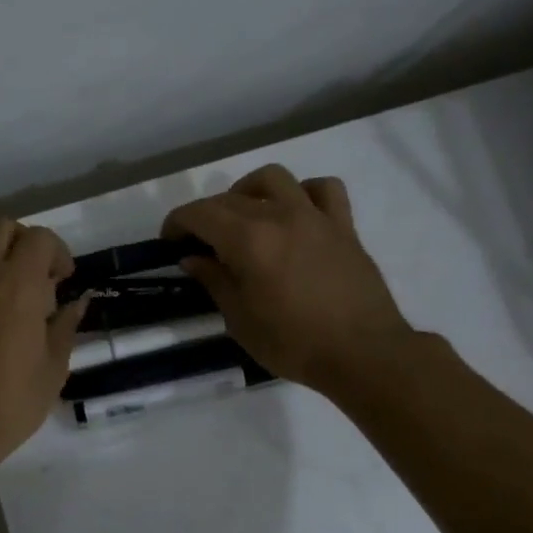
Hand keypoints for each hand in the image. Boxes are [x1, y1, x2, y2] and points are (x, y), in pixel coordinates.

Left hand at [0, 220, 87, 466]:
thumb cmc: (10, 401)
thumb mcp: (53, 368)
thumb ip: (66, 327)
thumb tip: (77, 303)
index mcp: (18, 283)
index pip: (40, 238)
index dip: (58, 252)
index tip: (65, 281)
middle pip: (3, 228)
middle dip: (26, 244)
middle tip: (41, 280)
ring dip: (0, 258)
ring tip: (15, 298)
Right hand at [162, 166, 416, 394]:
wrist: (363, 354)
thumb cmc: (294, 344)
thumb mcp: (240, 320)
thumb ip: (215, 281)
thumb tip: (193, 258)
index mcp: (249, 240)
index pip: (200, 214)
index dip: (177, 222)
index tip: (170, 241)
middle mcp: (279, 216)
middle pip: (231, 198)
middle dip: (207, 214)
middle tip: (201, 242)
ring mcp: (315, 217)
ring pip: (275, 179)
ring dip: (250, 190)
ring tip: (245, 215)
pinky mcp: (343, 226)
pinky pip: (323, 190)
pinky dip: (303, 193)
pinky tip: (296, 213)